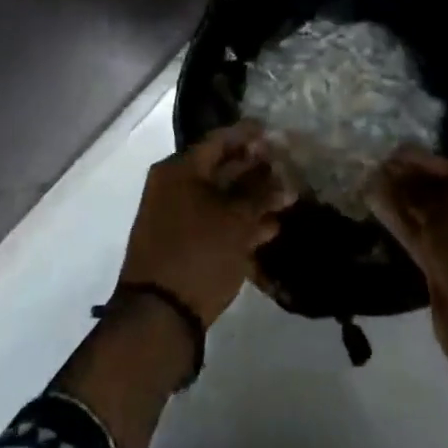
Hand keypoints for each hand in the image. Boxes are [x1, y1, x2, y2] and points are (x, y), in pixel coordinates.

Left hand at [118, 122, 295, 326]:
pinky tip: (271, 228)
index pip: (219, 140)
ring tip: (288, 199)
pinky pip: (215, 222)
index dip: (249, 135)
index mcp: (180, 169)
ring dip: (252, 198)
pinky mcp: (183, 243)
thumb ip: (261, 195)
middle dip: (256, 169)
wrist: (159, 314)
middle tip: (289, 168)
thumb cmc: (199, 253)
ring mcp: (177, 216)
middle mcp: (174, 186)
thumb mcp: (236, 221)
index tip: (276, 133)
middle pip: (221, 168)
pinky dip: (240, 222)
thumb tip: (284, 180)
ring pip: (220, 198)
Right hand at [366, 147, 447, 362]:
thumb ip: (415, 189)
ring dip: (404, 201)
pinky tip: (377, 203)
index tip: (395, 152)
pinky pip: (426, 237)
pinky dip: (404, 222)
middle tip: (380, 166)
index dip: (425, 162)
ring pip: (433, 217)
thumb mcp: (444, 210)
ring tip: (372, 181)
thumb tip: (387, 172)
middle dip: (412, 182)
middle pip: (446, 195)